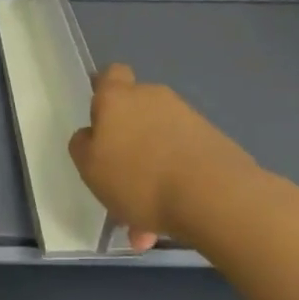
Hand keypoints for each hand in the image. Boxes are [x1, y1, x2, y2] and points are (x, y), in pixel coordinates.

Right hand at [68, 64, 259, 250]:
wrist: (215, 196)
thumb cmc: (138, 177)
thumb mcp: (90, 167)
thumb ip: (83, 146)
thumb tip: (91, 136)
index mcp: (117, 97)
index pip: (110, 75)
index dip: (104, 91)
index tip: (100, 119)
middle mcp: (153, 98)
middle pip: (135, 114)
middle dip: (128, 146)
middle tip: (119, 185)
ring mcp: (187, 119)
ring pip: (158, 145)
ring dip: (150, 175)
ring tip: (145, 221)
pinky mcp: (214, 143)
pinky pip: (182, 162)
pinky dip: (173, 186)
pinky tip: (169, 224)